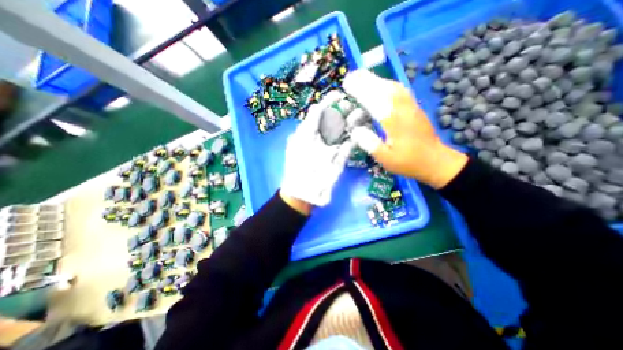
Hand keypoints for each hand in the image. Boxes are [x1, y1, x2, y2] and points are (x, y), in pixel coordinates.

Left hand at [283, 91, 355, 210]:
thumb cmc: (300, 167)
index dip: (328, 103)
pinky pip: (348, 145)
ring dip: (352, 122)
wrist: (305, 192)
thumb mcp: (300, 143)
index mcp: (308, 133)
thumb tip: (316, 106)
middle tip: (354, 104)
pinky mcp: (340, 158)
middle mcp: (320, 138)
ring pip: (342, 131)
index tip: (338, 95)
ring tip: (361, 114)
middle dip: (343, 111)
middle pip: (333, 121)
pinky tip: (362, 130)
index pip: (318, 113)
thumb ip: (308, 124)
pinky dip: (355, 137)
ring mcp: (331, 148)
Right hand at [341, 70, 467, 187]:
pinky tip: (383, 85)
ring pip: (393, 87)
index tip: (347, 84)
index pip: (374, 101)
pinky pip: (401, 90)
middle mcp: (403, 110)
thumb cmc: (408, 162)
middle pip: (384, 89)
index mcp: (394, 123)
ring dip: (377, 79)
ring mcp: (411, 107)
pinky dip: (389, 84)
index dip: (360, 91)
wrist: (435, 161)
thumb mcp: (386, 159)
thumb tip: (356, 130)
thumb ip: (371, 145)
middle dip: (366, 80)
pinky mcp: (415, 108)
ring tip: (363, 77)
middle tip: (352, 76)